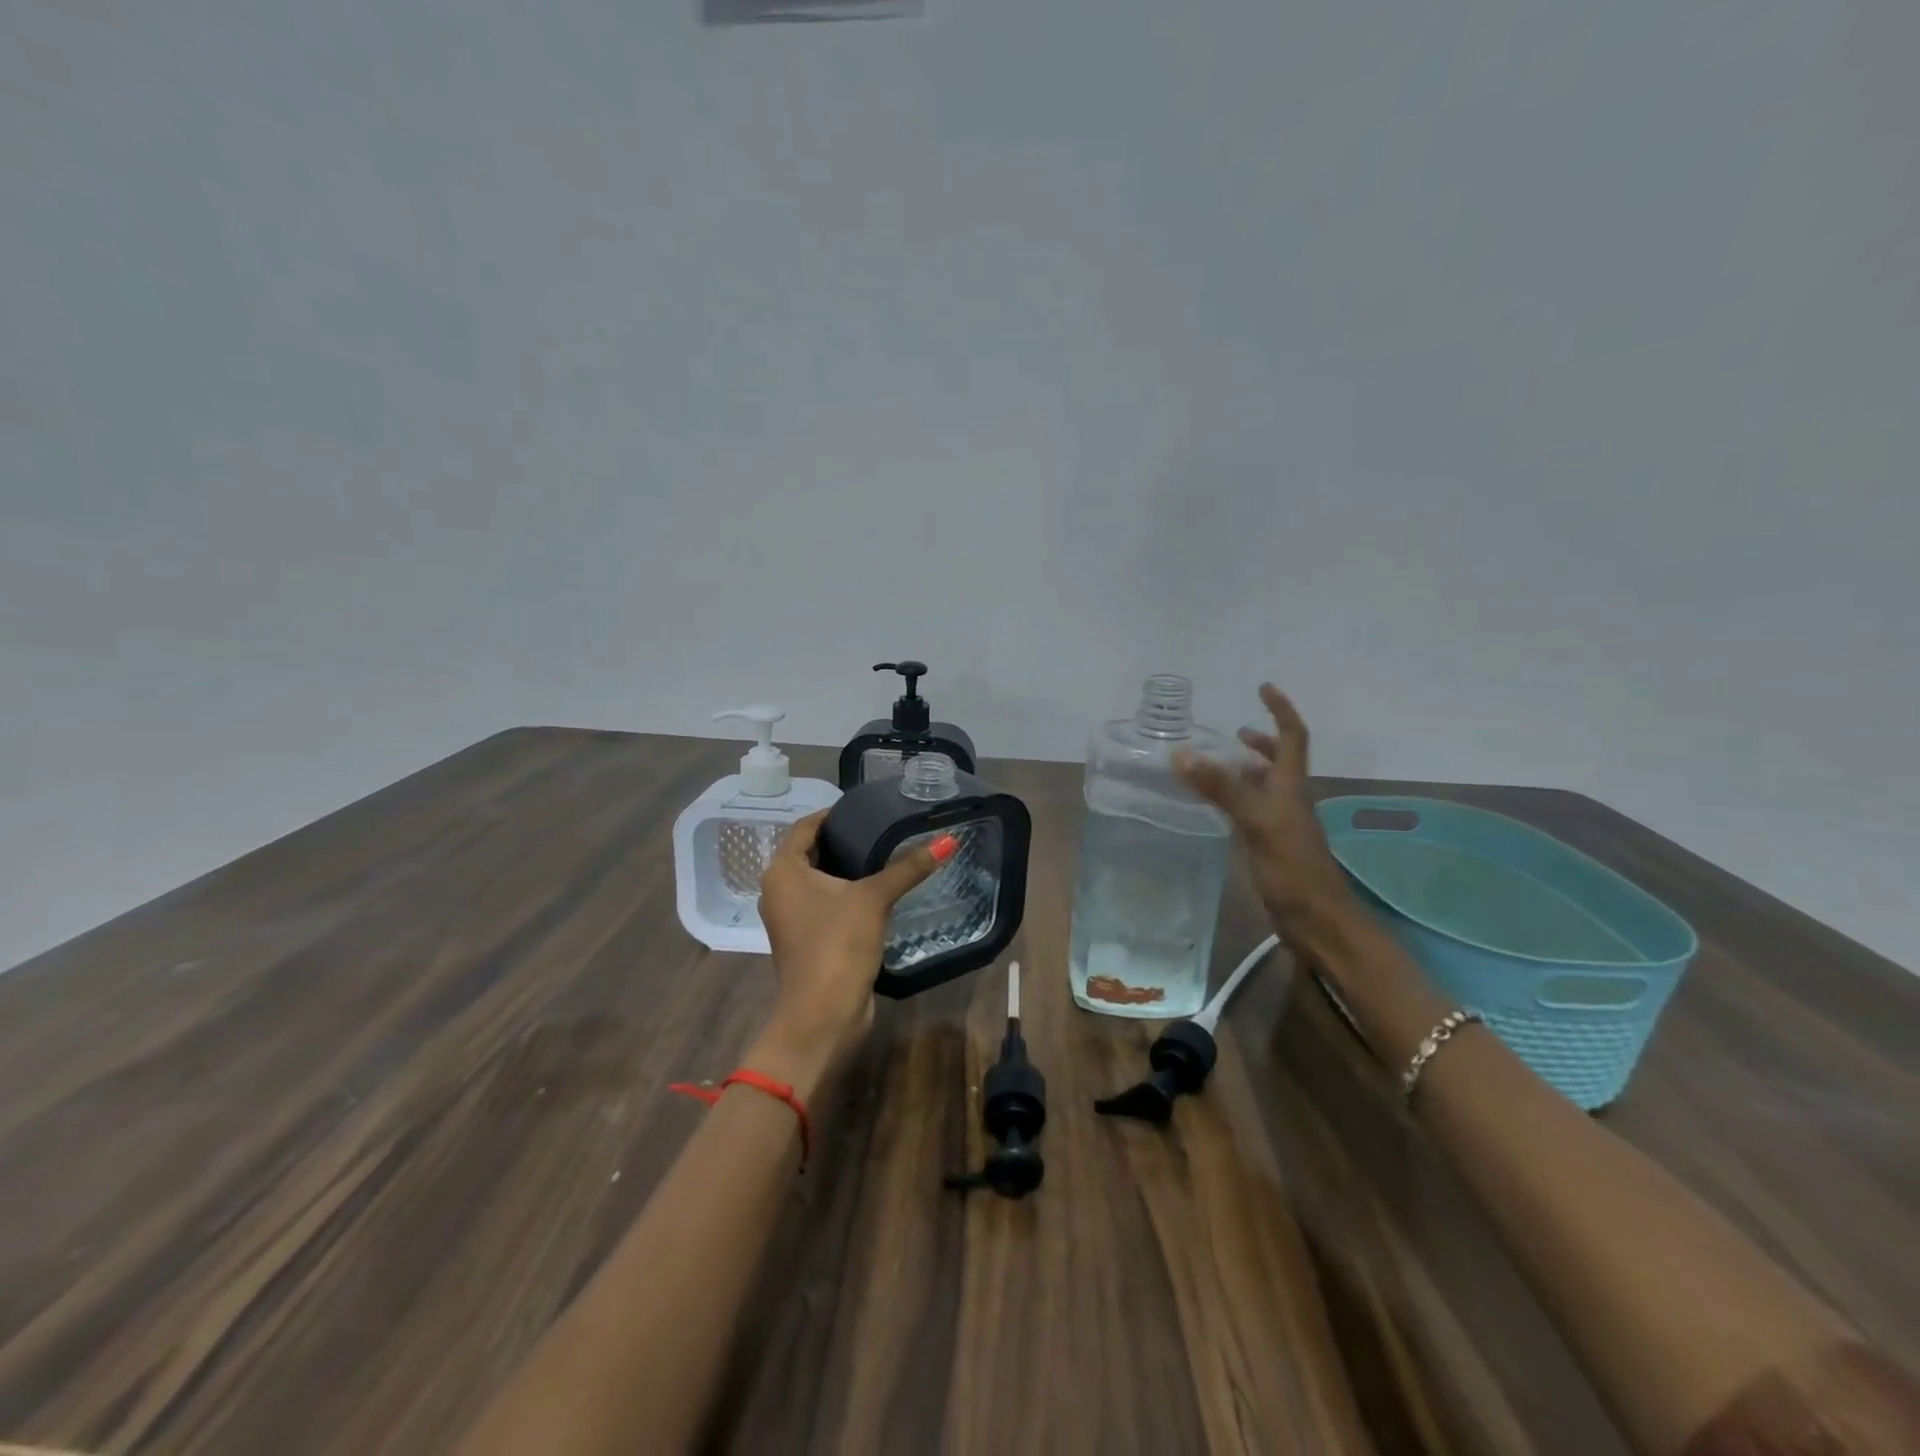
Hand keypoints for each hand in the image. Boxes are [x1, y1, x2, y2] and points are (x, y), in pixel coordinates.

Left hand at [751, 812, 949, 1096]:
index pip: (805, 827)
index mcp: (782, 871)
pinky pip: (823, 905)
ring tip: (883, 855)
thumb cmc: (838, 944)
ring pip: (817, 881)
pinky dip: (844, 895)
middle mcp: (778, 890)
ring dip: (844, 869)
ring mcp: (789, 918)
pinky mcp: (804, 940)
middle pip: (810, 853)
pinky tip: (875, 892)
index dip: (832, 814)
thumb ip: (909, 867)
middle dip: (842, 840)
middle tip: (880, 829)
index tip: (864, 808)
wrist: (822, 1014)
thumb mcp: (874, 898)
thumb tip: (948, 840)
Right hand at [1175, 683, 1361, 945]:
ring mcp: (1280, 825)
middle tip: (1234, 732)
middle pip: (1279, 762)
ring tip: (1216, 765)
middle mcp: (1289, 800)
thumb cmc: (1294, 869)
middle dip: (1260, 742)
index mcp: (1292, 787)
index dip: (1281, 711)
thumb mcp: (1257, 822)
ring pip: (1263, 787)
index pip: (1292, 738)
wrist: (1317, 921)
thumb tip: (1183, 754)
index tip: (1263, 688)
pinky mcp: (1269, 847)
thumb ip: (1222, 788)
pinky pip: (1250, 811)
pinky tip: (1215, 807)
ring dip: (1245, 770)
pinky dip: (1233, 800)